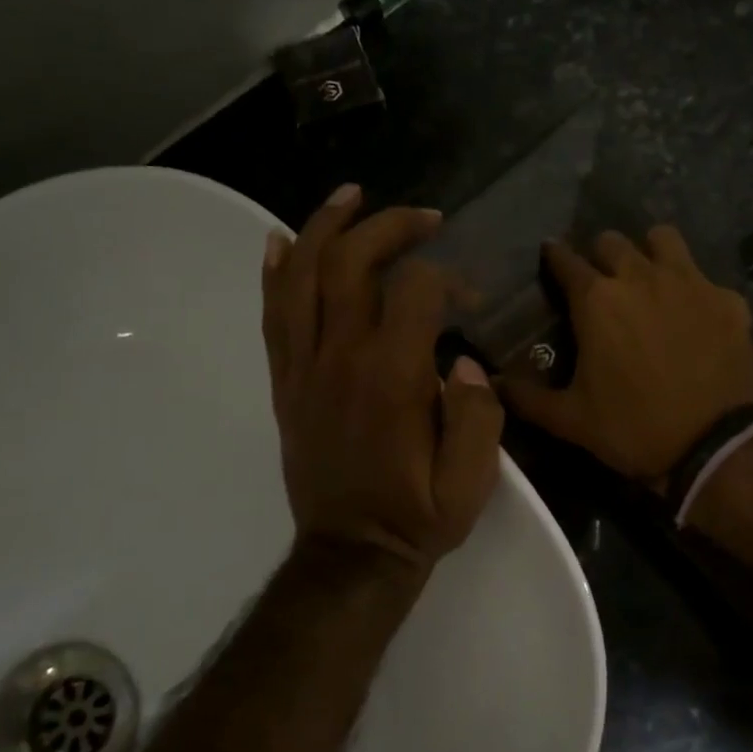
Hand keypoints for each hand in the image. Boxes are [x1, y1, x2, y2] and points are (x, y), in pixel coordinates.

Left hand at [261, 185, 505, 567]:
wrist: (350, 555)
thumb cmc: (416, 516)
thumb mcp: (471, 482)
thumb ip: (479, 417)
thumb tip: (464, 362)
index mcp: (392, 377)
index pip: (417, 290)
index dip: (449, 277)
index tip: (471, 294)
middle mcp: (341, 358)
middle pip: (352, 264)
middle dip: (389, 226)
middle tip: (424, 216)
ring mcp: (304, 368)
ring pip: (302, 277)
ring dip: (325, 228)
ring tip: (349, 196)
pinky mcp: (284, 383)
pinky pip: (273, 316)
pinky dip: (276, 272)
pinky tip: (282, 241)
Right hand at [501, 226, 752, 486]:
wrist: (712, 446)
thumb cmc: (633, 428)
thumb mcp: (570, 419)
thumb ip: (527, 396)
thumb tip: (491, 382)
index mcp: (597, 300)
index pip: (565, 259)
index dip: (554, 257)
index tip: (550, 259)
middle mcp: (641, 277)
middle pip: (612, 241)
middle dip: (600, 255)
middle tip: (600, 281)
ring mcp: (690, 283)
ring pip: (663, 239)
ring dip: (649, 252)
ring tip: (648, 278)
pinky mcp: (727, 299)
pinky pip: (705, 277)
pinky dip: (695, 290)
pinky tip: (695, 315)